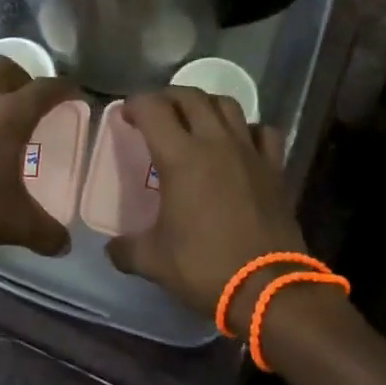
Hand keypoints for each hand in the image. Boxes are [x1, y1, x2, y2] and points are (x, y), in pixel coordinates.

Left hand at [0, 57, 79, 261]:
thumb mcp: (16, 224)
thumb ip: (46, 233)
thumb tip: (64, 245)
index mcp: (8, 115)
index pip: (45, 88)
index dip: (65, 88)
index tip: (76, 95)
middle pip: (3, 66)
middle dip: (22, 77)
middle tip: (31, 102)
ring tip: (1, 119)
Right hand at [104, 88, 304, 317]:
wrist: (267, 288)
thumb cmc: (205, 267)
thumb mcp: (153, 261)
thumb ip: (126, 249)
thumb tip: (111, 249)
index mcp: (181, 157)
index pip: (153, 108)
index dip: (135, 104)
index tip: (126, 116)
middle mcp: (215, 143)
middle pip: (191, 96)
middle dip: (168, 97)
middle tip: (156, 114)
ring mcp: (249, 152)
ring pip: (228, 105)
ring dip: (206, 105)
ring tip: (195, 121)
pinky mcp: (274, 168)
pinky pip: (262, 132)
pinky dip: (247, 129)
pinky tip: (239, 144)